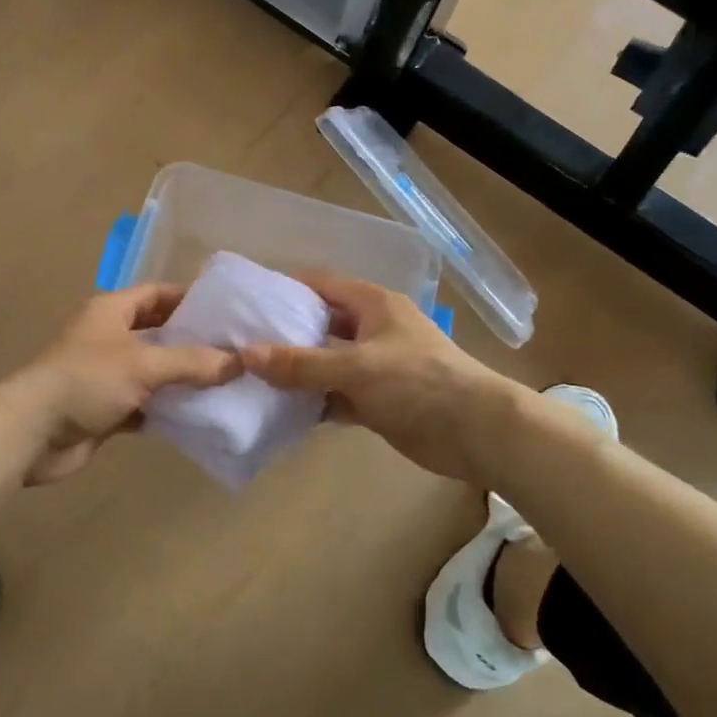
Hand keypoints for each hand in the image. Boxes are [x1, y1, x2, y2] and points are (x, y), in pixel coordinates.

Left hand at [10, 285, 239, 483]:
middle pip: (157, 332)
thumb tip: (239, 361)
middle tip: (233, 349)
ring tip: (226, 382)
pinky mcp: (105, 408)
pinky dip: (166, 408)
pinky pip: (144, 403)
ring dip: (181, 378)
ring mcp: (105, 374)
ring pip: (152, 370)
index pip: (156, 293)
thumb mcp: (143, 364)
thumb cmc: (87, 380)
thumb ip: (191, 361)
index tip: (226, 310)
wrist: (33, 433)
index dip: (189, 298)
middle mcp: (108, 336)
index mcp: (111, 310)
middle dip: (191, 341)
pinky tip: (198, 415)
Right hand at [239, 272, 515, 482]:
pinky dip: (313, 400)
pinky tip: (281, 409)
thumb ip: (302, 363)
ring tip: (250, 376)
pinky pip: (335, 394)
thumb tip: (246, 355)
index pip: (320, 284)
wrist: (477, 432)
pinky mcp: (377, 400)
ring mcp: (374, 366)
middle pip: (320, 323)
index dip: (285, 287)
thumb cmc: (419, 383)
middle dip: (284, 333)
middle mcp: (371, 329)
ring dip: (296, 371)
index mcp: (372, 304)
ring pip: (326, 362)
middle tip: (239, 342)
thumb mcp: (357, 367)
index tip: (246, 299)